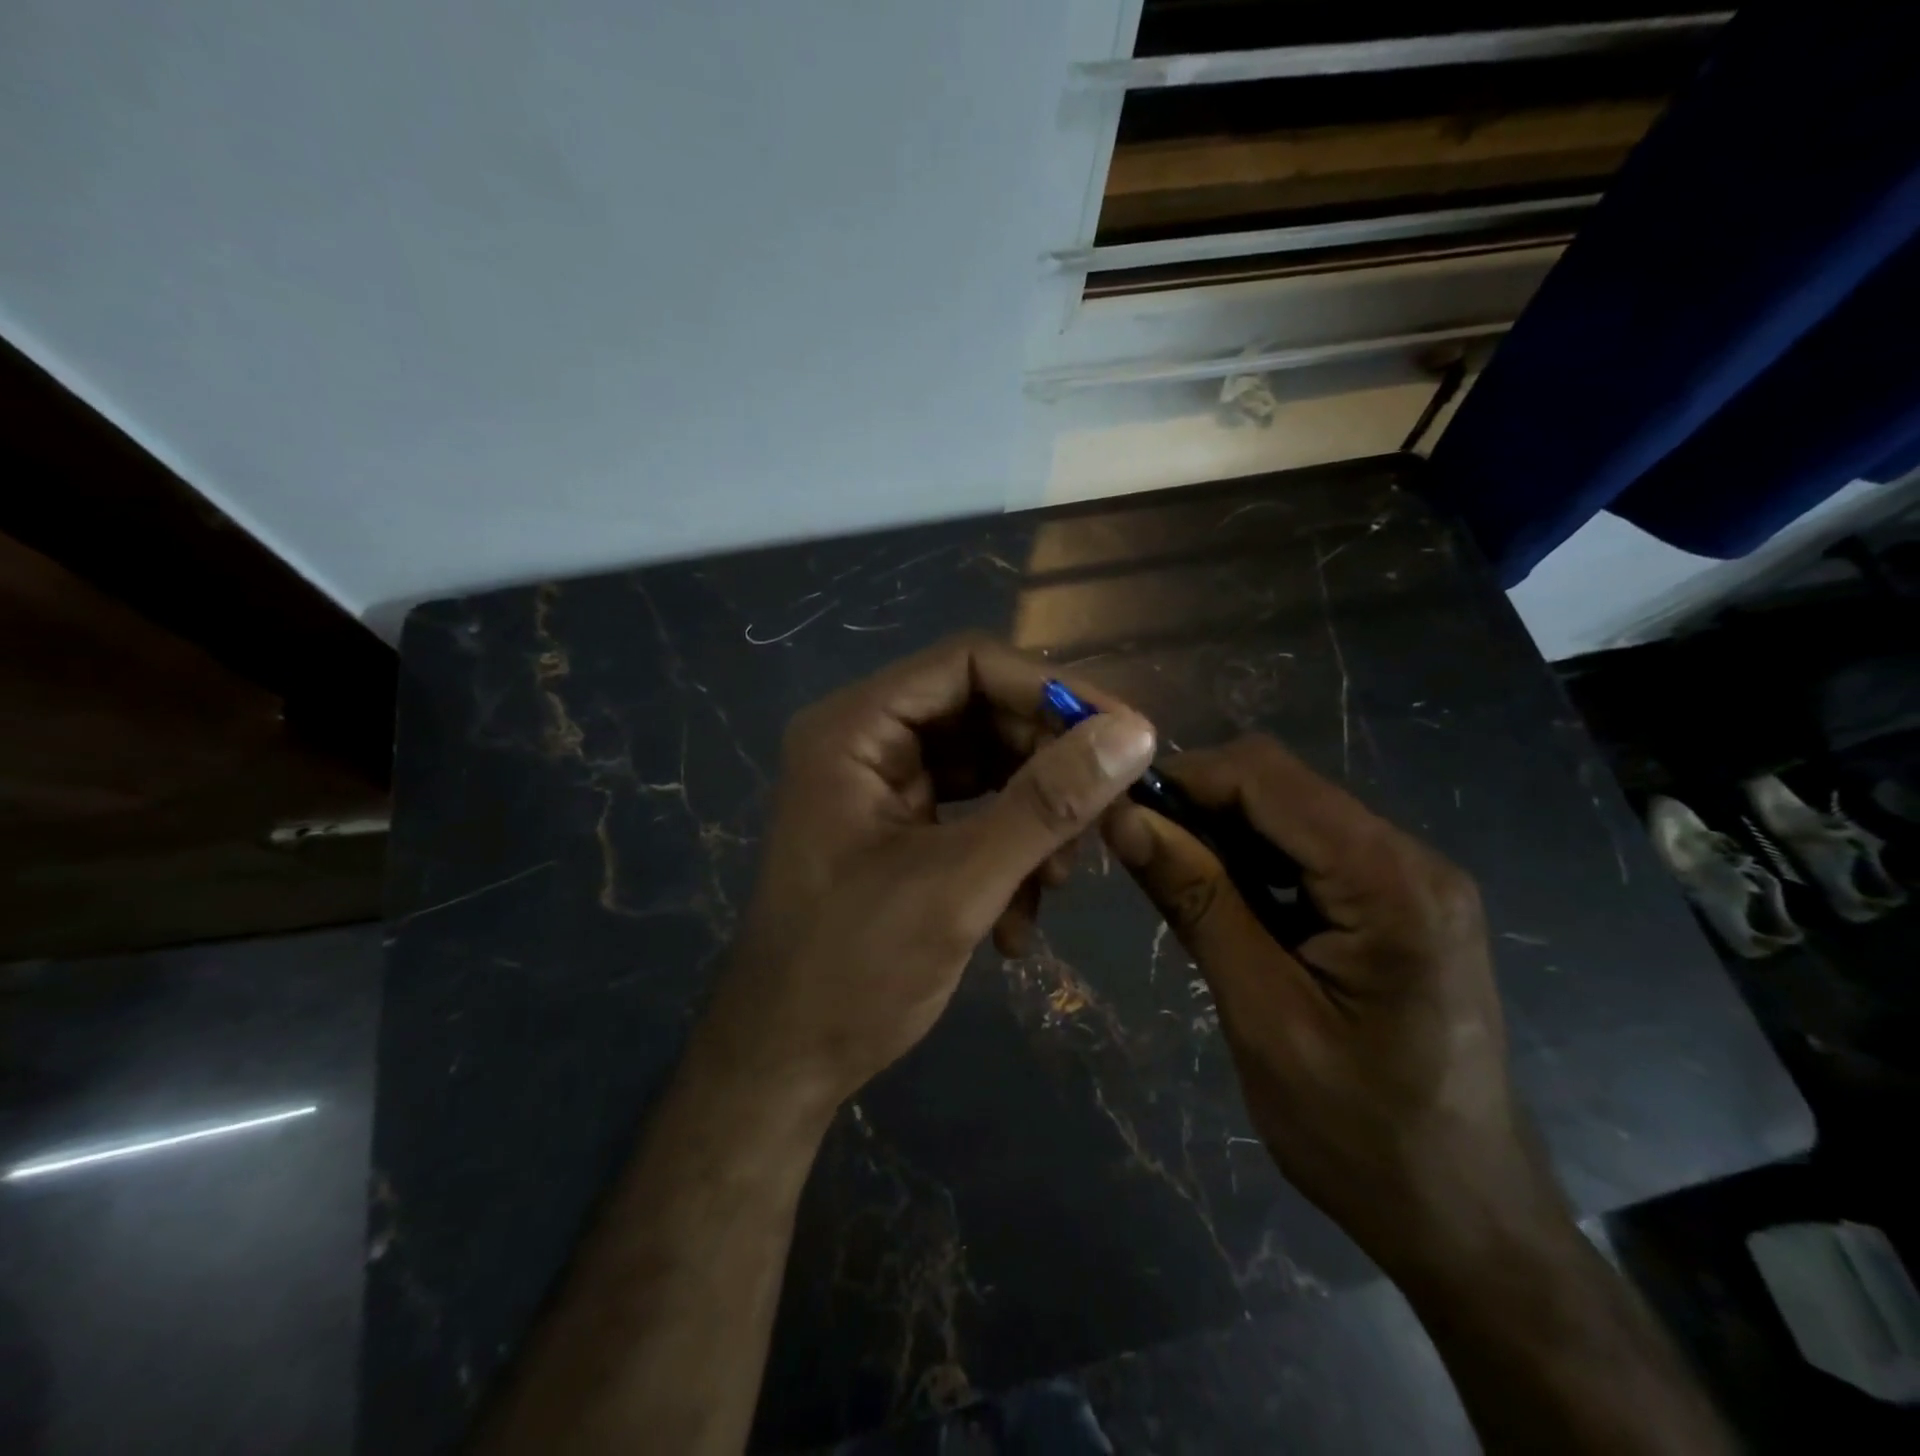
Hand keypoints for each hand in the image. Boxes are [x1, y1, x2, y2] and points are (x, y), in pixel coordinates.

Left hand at [707, 634, 1156, 1111]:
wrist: (786, 1063)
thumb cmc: (853, 971)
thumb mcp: (959, 884)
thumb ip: (1047, 804)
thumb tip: (1134, 733)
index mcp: (856, 729)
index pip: (968, 664)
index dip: (1051, 690)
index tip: (1125, 734)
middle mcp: (868, 742)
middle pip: (985, 715)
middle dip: (1049, 767)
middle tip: (1110, 819)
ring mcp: (884, 787)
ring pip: (990, 768)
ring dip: (1036, 822)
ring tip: (1058, 883)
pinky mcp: (902, 830)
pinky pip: (977, 814)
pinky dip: (1010, 855)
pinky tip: (1018, 923)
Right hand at [1103, 735, 1561, 1276]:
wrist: (1466, 1220)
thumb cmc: (1362, 1134)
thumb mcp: (1262, 1015)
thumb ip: (1197, 902)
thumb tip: (1124, 819)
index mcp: (1391, 881)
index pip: (1267, 776)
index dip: (1183, 777)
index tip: (1116, 812)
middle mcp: (1410, 858)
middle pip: (1280, 785)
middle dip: (1199, 805)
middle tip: (1137, 854)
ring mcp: (1409, 879)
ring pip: (1289, 814)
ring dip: (1220, 834)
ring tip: (1172, 884)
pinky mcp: (1397, 904)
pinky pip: (1308, 851)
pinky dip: (1252, 862)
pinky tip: (1225, 905)